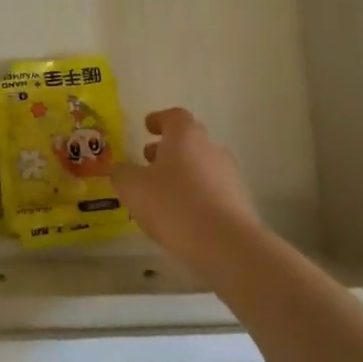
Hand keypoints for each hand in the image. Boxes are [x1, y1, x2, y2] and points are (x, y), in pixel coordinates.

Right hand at [114, 108, 261, 267]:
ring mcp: (230, 176)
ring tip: (161, 195)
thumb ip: (123, 173)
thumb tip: (123, 169)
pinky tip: (182, 216)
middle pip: (189, 141)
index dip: (159, 119)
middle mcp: (211, 149)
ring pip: (201, 167)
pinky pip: (212, 191)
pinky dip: (196, 196)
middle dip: (168, 149)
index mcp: (186, 137)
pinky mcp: (239, 203)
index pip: (174, 116)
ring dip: (182, 174)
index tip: (147, 127)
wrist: (226, 244)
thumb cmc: (173, 204)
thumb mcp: (132, 187)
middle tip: (148, 162)